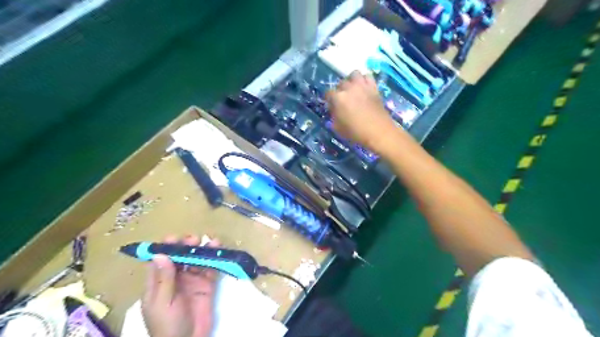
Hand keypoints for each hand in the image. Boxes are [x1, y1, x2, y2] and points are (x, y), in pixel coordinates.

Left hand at [141, 236, 219, 336]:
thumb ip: (164, 279)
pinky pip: (210, 269)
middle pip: (180, 257)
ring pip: (196, 261)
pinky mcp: (206, 285)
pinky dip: (214, 260)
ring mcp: (192, 281)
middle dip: (186, 246)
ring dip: (202, 250)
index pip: (160, 260)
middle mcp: (175, 278)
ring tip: (210, 241)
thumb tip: (160, 254)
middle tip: (194, 239)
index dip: (166, 248)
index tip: (173, 238)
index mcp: (158, 283)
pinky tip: (218, 251)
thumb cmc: (167, 325)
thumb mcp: (162, 302)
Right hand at [326, 71, 399, 152]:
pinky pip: (368, 76)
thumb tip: (334, 110)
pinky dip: (365, 80)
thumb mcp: (337, 128)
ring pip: (354, 74)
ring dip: (352, 80)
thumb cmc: (356, 133)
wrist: (378, 132)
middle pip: (341, 83)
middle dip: (340, 90)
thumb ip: (333, 116)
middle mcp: (349, 88)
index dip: (329, 99)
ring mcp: (362, 86)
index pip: (328, 93)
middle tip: (343, 99)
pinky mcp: (374, 87)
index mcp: (338, 98)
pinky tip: (364, 88)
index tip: (331, 105)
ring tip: (353, 89)